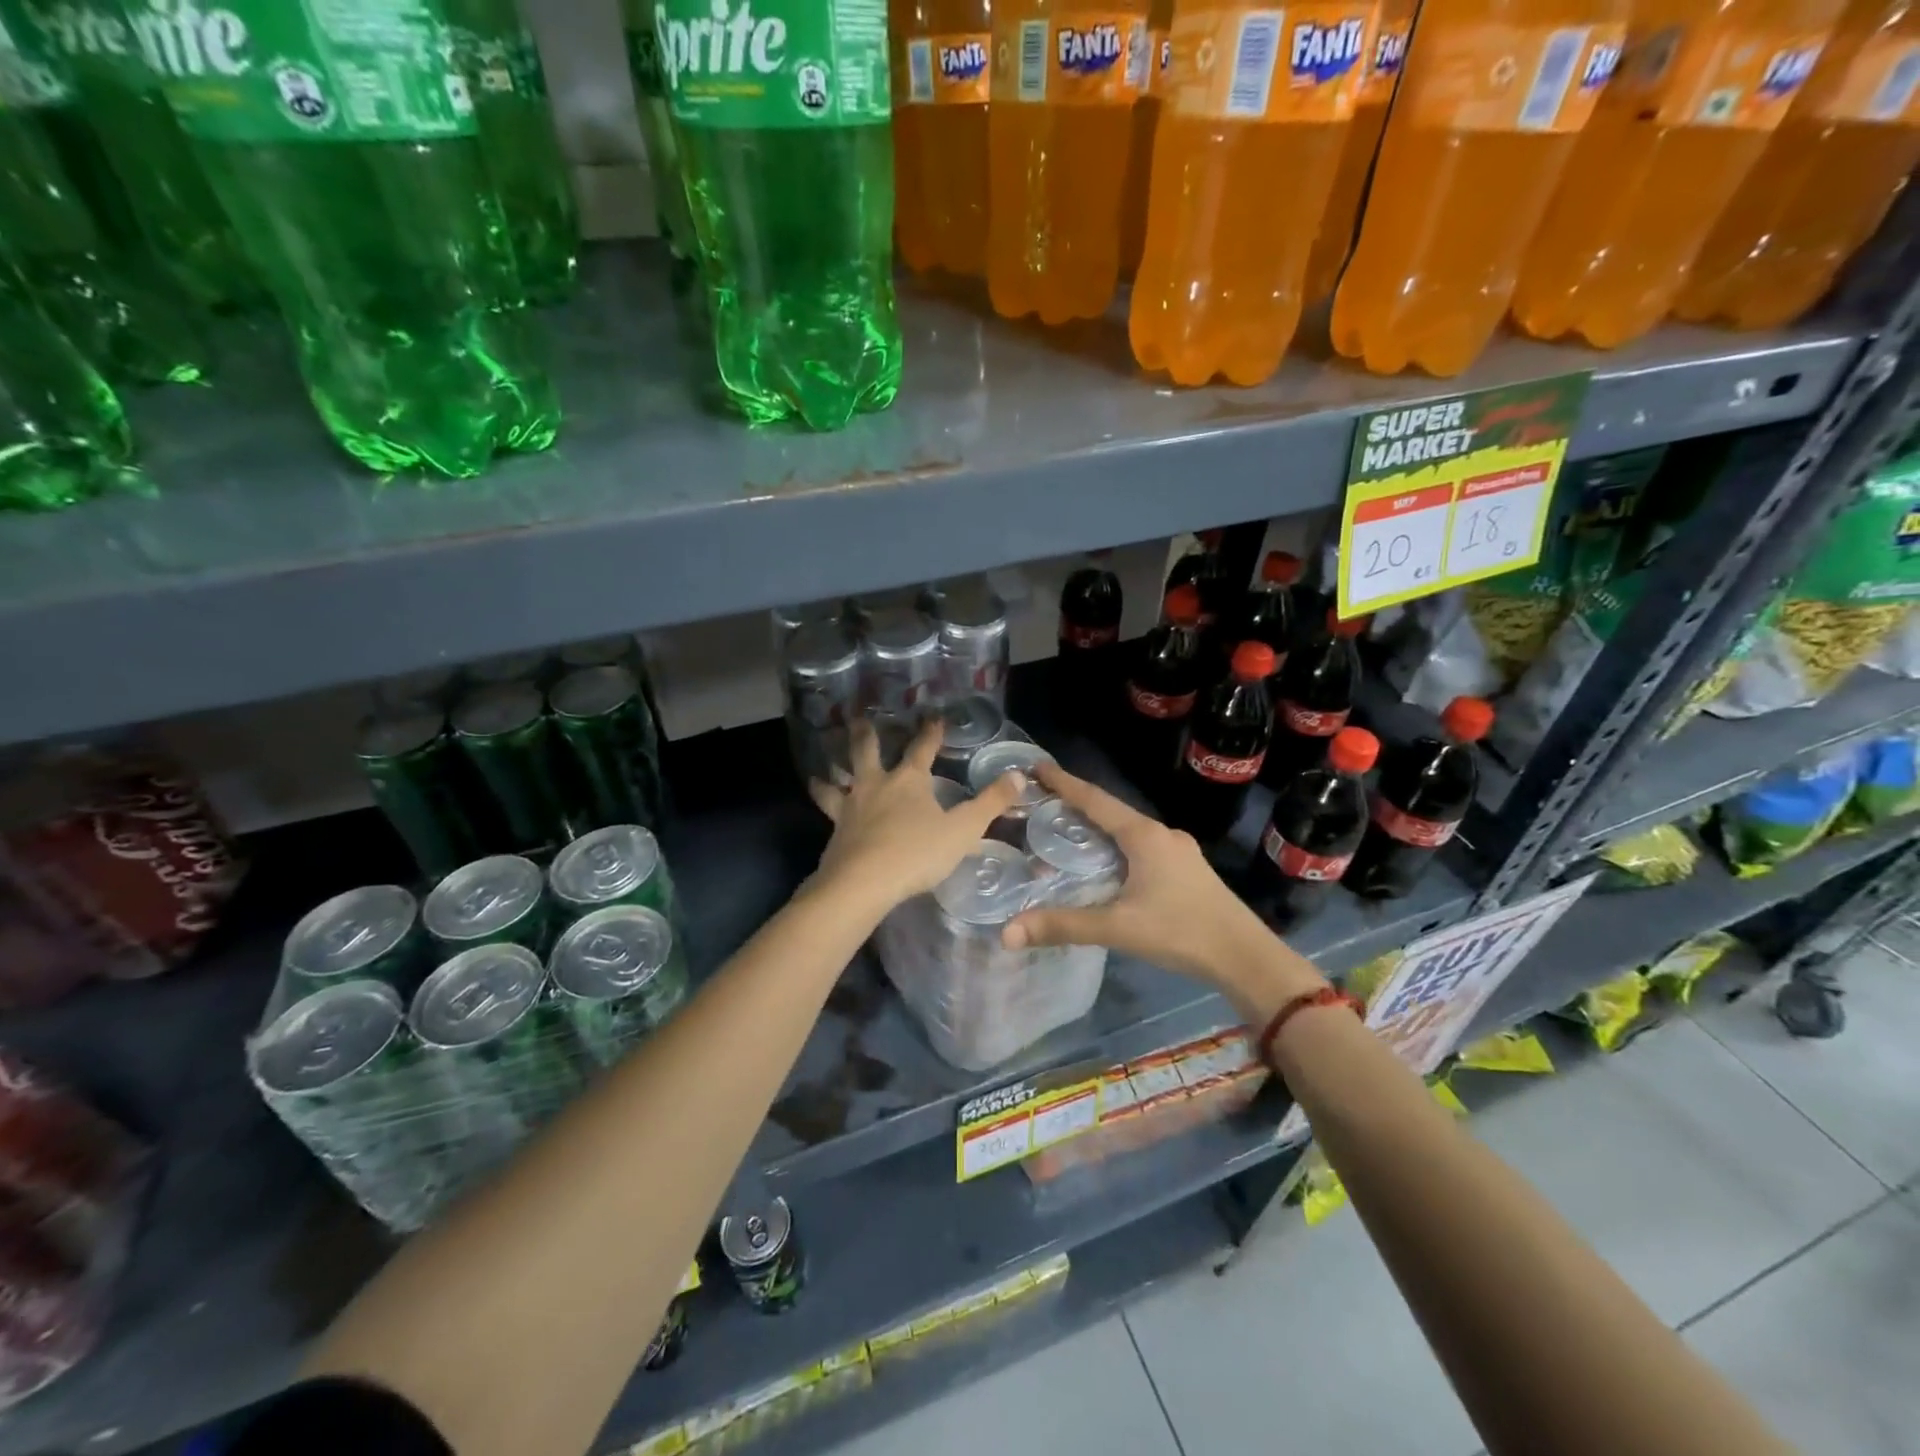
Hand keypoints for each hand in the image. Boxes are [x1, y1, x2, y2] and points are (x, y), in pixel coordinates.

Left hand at [809, 718, 1023, 910]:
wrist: (862, 883)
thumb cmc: (916, 852)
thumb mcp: (962, 830)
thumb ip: (990, 803)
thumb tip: (1019, 775)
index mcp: (908, 780)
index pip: (922, 748)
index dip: (930, 732)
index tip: (933, 716)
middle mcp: (876, 786)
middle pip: (867, 752)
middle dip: (865, 735)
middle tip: (857, 719)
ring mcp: (851, 808)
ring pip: (837, 784)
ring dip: (830, 776)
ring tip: (819, 773)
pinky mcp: (835, 833)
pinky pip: (828, 814)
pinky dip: (824, 807)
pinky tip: (827, 817)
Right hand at [1002, 762, 1325, 1024]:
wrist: (1245, 957)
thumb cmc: (1181, 931)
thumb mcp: (1118, 928)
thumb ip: (1063, 926)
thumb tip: (1007, 932)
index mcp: (1143, 836)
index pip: (1095, 800)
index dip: (1064, 783)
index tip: (1037, 766)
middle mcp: (1161, 834)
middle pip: (1111, 810)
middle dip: (1077, 803)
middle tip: (1043, 801)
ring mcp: (1178, 851)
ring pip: (1128, 829)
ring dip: (1098, 825)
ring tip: (1067, 830)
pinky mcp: (1187, 870)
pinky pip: (1142, 846)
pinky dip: (1116, 845)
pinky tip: (1107, 863)